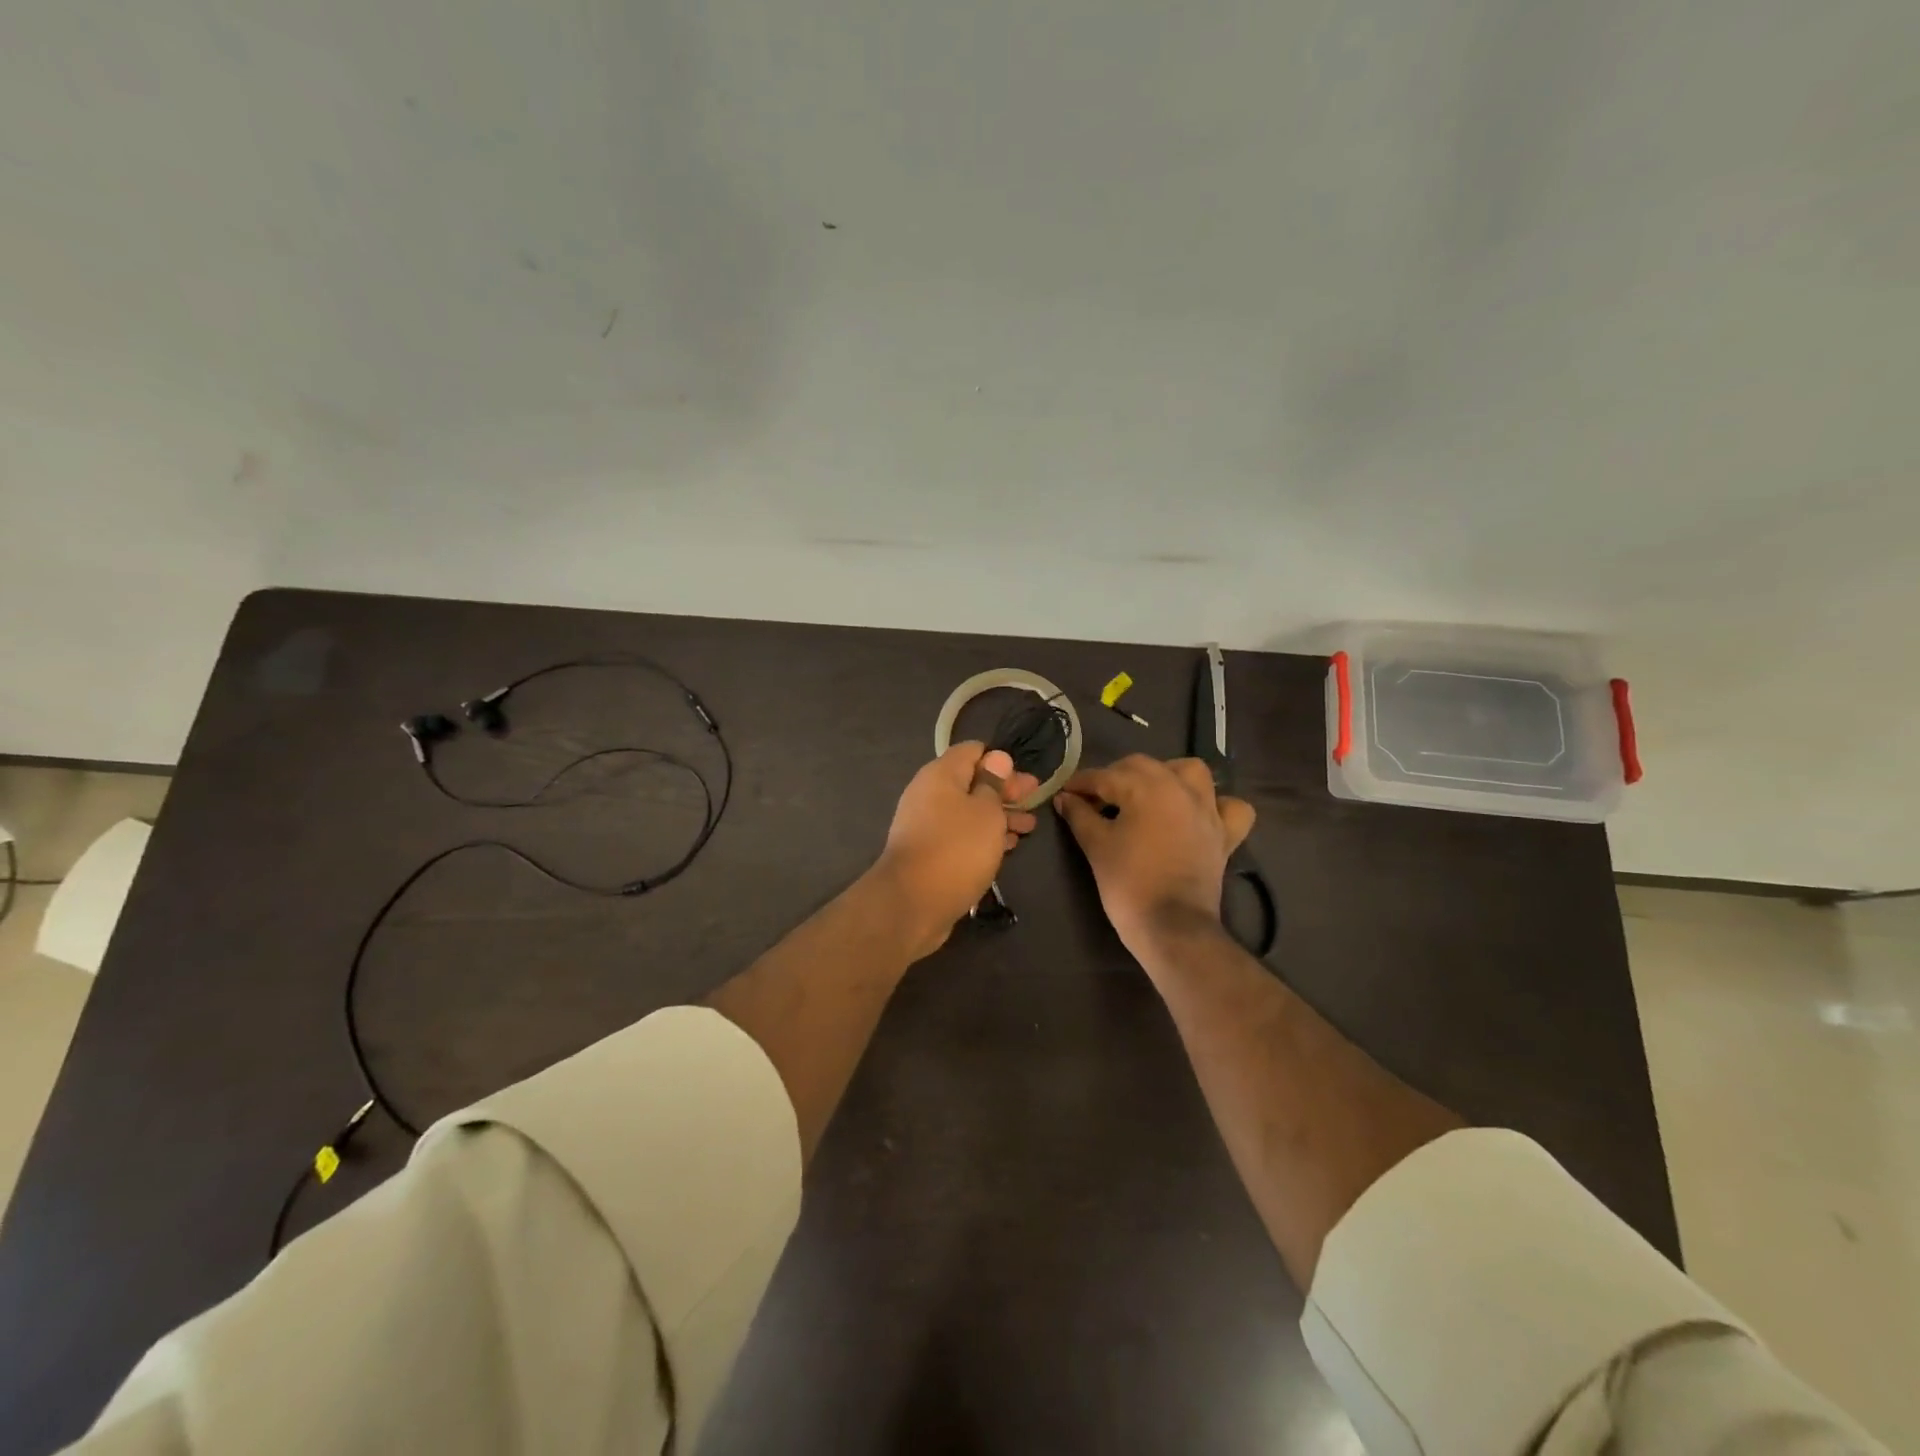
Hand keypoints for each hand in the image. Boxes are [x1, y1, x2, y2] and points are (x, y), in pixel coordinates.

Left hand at [873, 742, 1039, 956]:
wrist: (912, 903)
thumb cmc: (956, 848)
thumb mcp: (986, 812)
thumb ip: (993, 784)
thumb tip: (996, 758)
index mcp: (940, 774)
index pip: (972, 750)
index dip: (1000, 760)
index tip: (1023, 776)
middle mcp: (929, 794)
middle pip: (971, 782)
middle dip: (1004, 791)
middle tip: (1034, 801)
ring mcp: (925, 824)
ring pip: (968, 811)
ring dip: (999, 816)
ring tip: (1029, 827)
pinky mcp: (928, 852)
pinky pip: (960, 835)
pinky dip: (983, 836)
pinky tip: (1007, 846)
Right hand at [1052, 755, 1254, 955]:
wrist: (1171, 926)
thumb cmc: (1128, 882)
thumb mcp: (1096, 845)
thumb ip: (1079, 815)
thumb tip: (1065, 798)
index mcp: (1147, 787)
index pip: (1105, 776)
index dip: (1081, 783)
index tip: (1064, 793)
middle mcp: (1181, 788)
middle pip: (1143, 767)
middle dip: (1116, 776)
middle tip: (1095, 798)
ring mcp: (1208, 810)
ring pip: (1191, 772)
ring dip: (1167, 775)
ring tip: (1147, 793)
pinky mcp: (1224, 834)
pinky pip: (1230, 808)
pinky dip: (1217, 804)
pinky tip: (1199, 813)